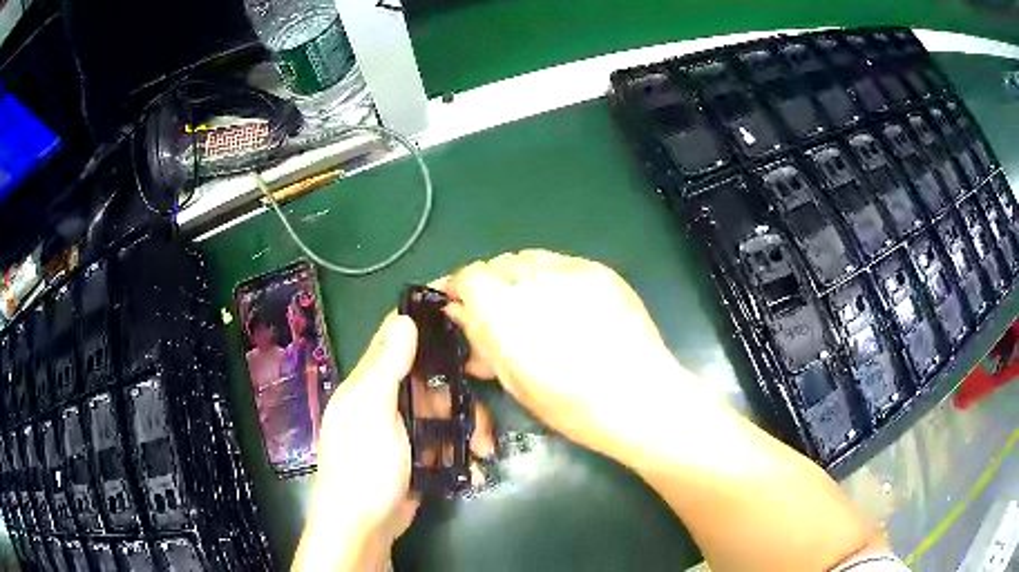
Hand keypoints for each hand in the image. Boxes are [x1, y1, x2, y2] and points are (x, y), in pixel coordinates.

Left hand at [294, 313, 495, 571]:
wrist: (363, 527)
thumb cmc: (363, 465)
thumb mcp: (372, 412)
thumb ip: (387, 367)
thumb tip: (405, 317)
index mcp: (370, 382)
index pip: (396, 337)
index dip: (425, 320)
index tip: (463, 313)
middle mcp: (387, 400)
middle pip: (432, 378)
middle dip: (461, 390)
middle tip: (485, 399)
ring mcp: (404, 430)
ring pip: (445, 411)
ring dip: (468, 427)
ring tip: (483, 450)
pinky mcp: (419, 456)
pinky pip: (446, 442)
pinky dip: (462, 452)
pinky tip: (473, 469)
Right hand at [443, 249, 688, 457]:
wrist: (640, 398)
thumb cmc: (572, 406)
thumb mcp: (515, 382)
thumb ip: (482, 340)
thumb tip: (459, 314)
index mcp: (505, 312)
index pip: (468, 276)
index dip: (459, 288)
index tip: (459, 305)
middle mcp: (534, 280)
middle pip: (497, 263)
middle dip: (490, 284)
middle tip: (498, 312)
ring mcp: (571, 270)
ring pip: (528, 258)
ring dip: (519, 277)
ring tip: (532, 305)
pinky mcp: (600, 270)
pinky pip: (561, 262)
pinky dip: (551, 277)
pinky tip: (565, 303)